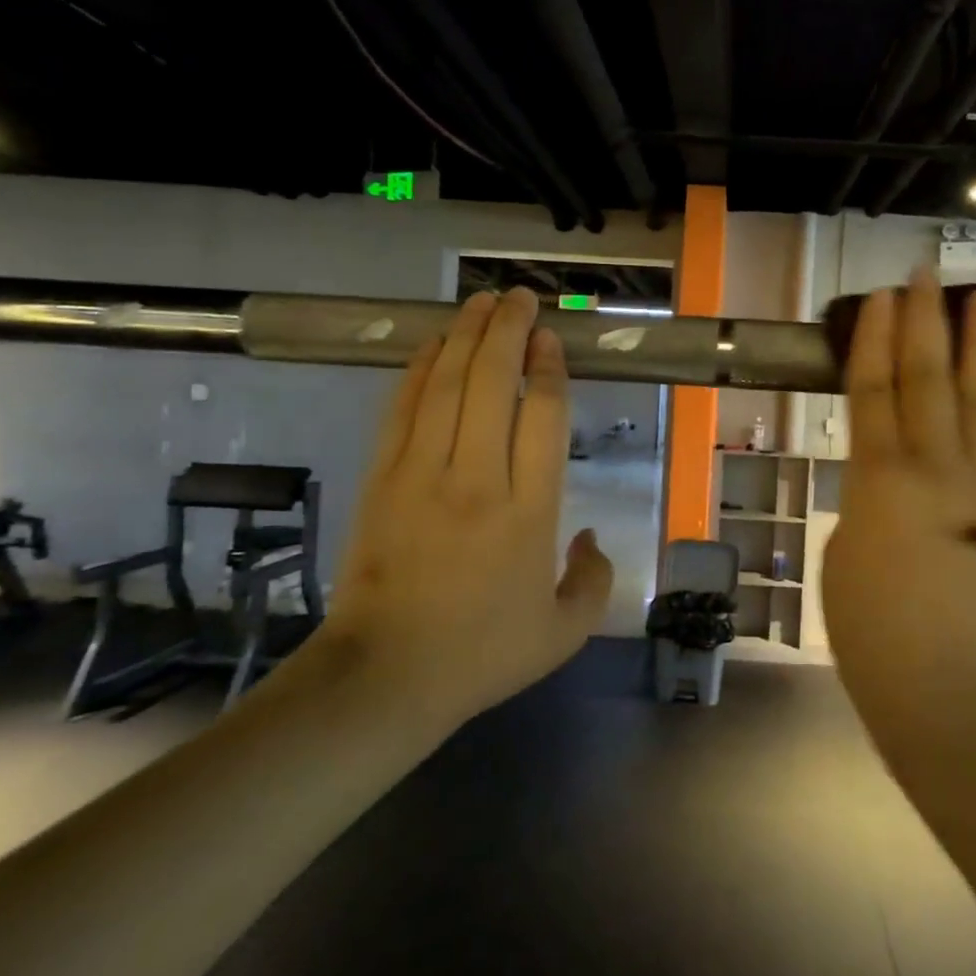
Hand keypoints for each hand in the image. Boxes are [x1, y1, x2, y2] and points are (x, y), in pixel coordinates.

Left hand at [313, 287, 612, 726]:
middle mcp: (477, 479)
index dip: (548, 369)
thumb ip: (593, 579)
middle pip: (491, 384)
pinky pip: (402, 410)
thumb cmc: (482, 654)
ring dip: (466, 337)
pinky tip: (433, 345)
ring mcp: (422, 475)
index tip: (551, 341)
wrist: (386, 676)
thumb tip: (590, 536)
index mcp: (529, 512)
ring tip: (482, 303)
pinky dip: (419, 370)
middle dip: (508, 332)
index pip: (541, 417)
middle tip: (520, 299)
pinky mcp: (382, 479)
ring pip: (446, 386)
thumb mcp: (564, 632)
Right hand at [822, 271, 975, 745]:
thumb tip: (883, 481)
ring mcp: (975, 486)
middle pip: (928, 379)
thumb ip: (864, 502)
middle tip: (927, 276)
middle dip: (926, 323)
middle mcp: (931, 469)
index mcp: (877, 480)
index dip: (874, 340)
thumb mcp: (843, 553)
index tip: (879, 298)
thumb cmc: (871, 630)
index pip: (874, 390)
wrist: (943, 688)